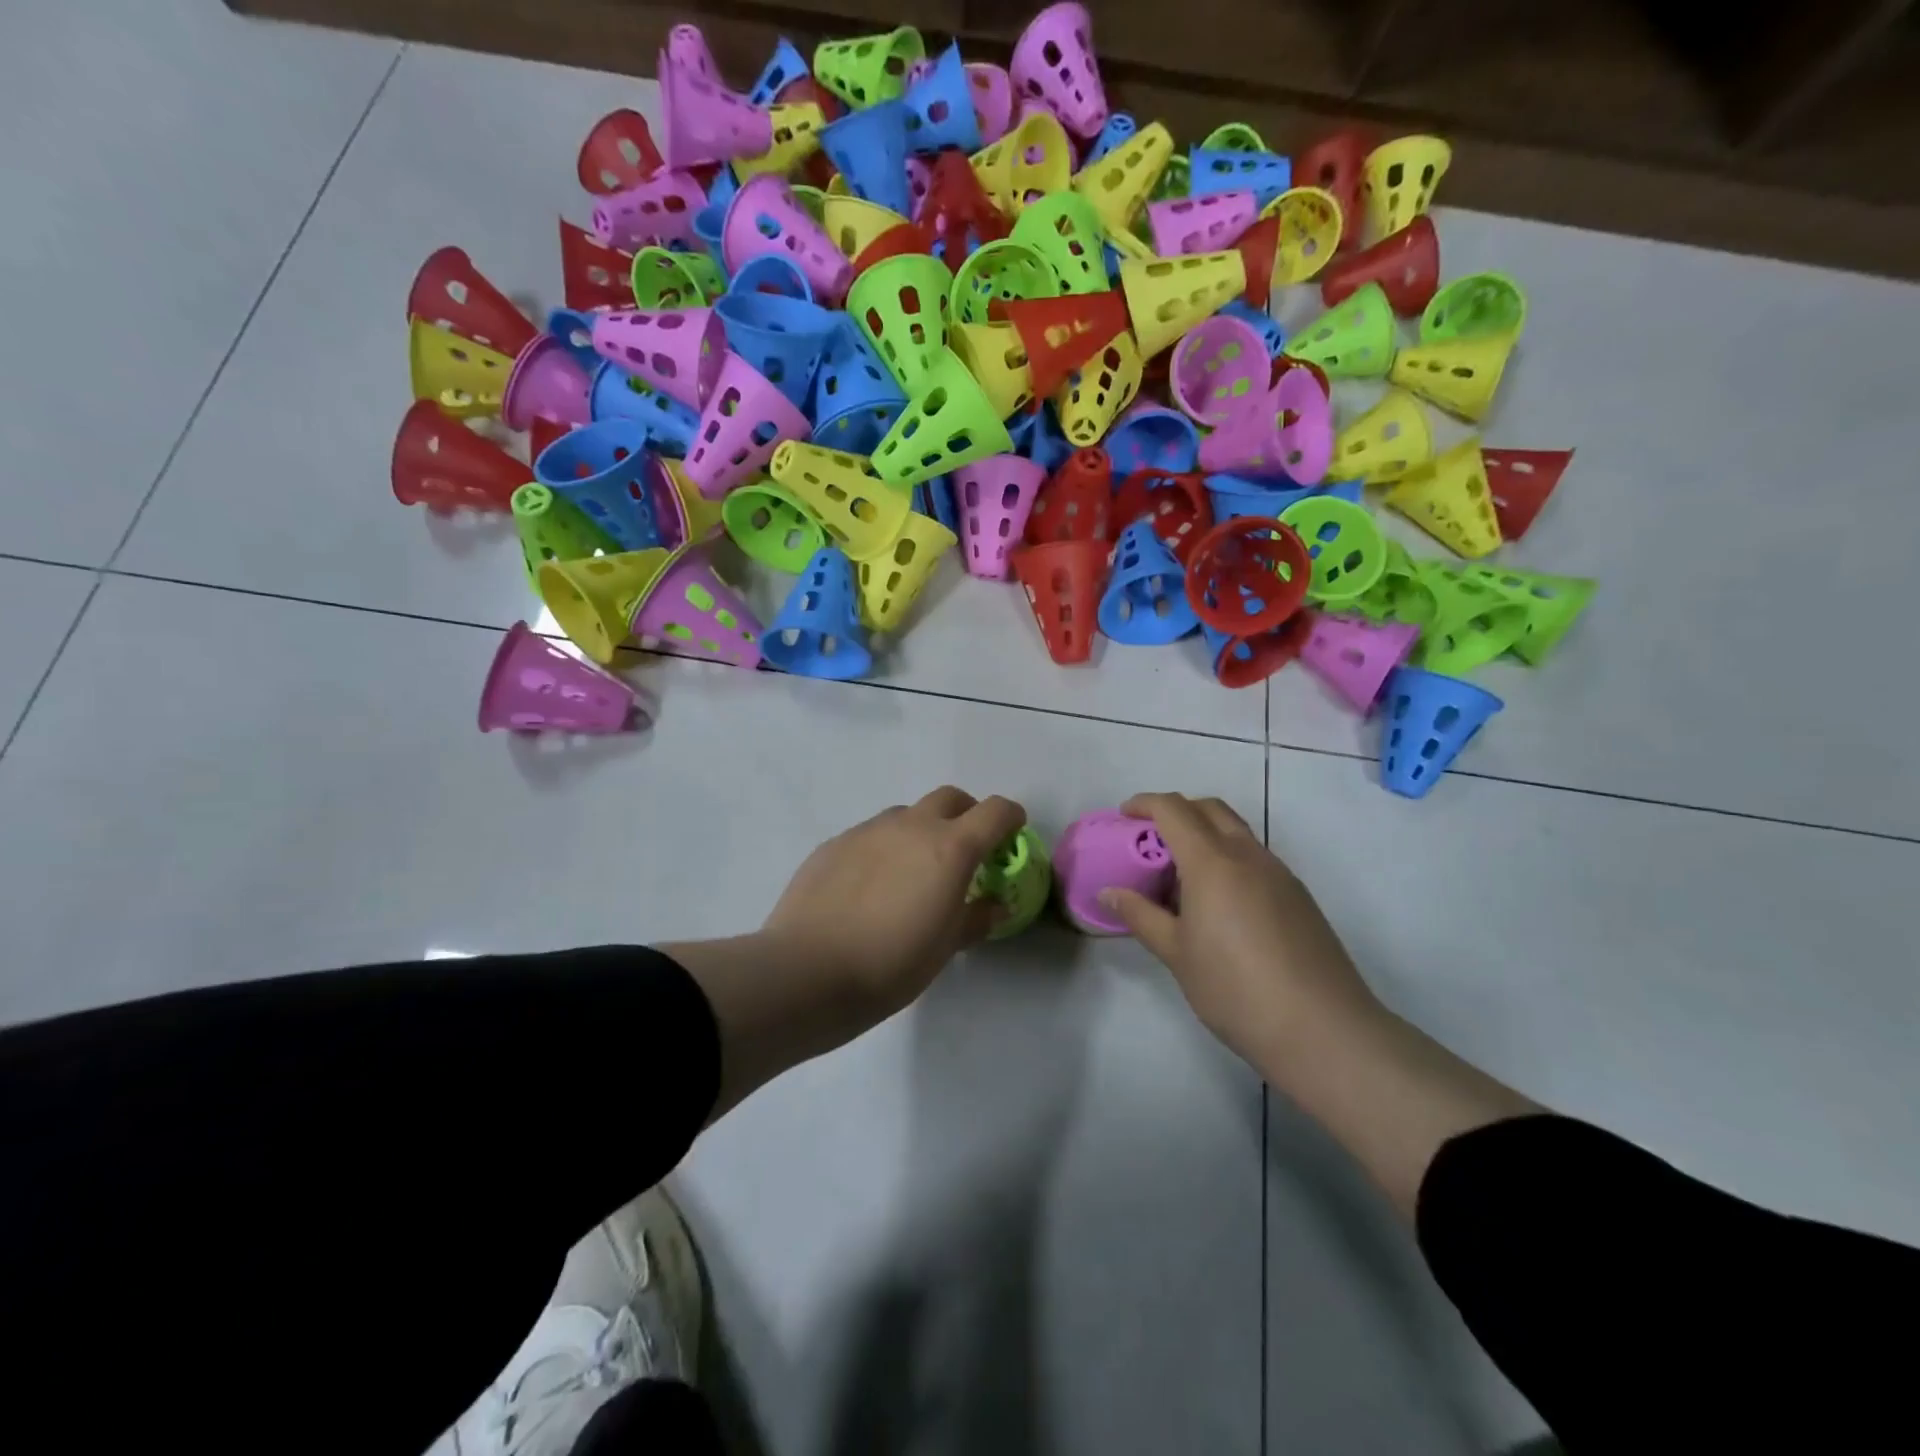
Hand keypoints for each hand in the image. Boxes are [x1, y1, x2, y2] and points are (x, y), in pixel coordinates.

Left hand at [762, 786, 1026, 1016]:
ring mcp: (868, 830)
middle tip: (965, 850)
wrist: (808, 970)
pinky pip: (871, 834)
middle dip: (966, 814)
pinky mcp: (834, 843)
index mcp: (950, 848)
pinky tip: (871, 886)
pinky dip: (884, 848)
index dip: (1010, 817)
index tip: (1012, 833)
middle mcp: (911, 826)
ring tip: (913, 871)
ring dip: (921, 830)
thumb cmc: (891, 963)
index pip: (994, 811)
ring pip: (906, 814)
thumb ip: (975, 918)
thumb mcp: (945, 947)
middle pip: (950, 798)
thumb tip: (995, 905)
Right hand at [1101, 793, 1380, 1066]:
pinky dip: (1228, 859)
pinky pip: (1255, 858)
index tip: (1124, 816)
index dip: (1145, 804)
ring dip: (1205, 834)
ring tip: (1181, 877)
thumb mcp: (1176, 954)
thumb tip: (1109, 893)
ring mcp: (1279, 874)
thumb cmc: (1235, 989)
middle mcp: (1248, 856)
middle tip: (1150, 840)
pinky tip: (1219, 904)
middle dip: (1176, 811)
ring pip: (1236, 832)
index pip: (1174, 810)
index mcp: (1213, 862)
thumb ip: (1141, 916)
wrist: (1323, 1030)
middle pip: (1209, 809)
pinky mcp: (1298, 896)